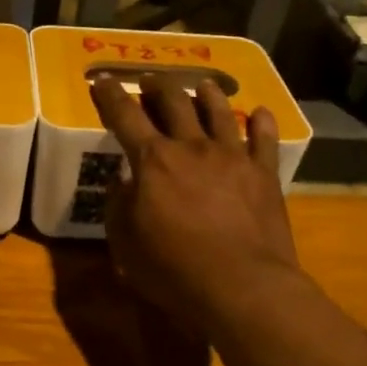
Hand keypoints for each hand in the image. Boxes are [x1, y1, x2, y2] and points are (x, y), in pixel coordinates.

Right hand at [91, 77, 300, 330]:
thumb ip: (119, 204)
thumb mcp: (125, 242)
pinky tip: (261, 113)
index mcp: (153, 160)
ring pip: (220, 112)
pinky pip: (265, 140)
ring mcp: (232, 157)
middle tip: (152, 80)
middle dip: (159, 86)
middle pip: (174, 103)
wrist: (241, 286)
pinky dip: (263, 123)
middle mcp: (192, 147)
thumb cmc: (173, 268)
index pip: (124, 116)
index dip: (110, 95)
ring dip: (208, 94)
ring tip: (203, 85)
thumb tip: (123, 180)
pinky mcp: (264, 174)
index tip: (102, 79)